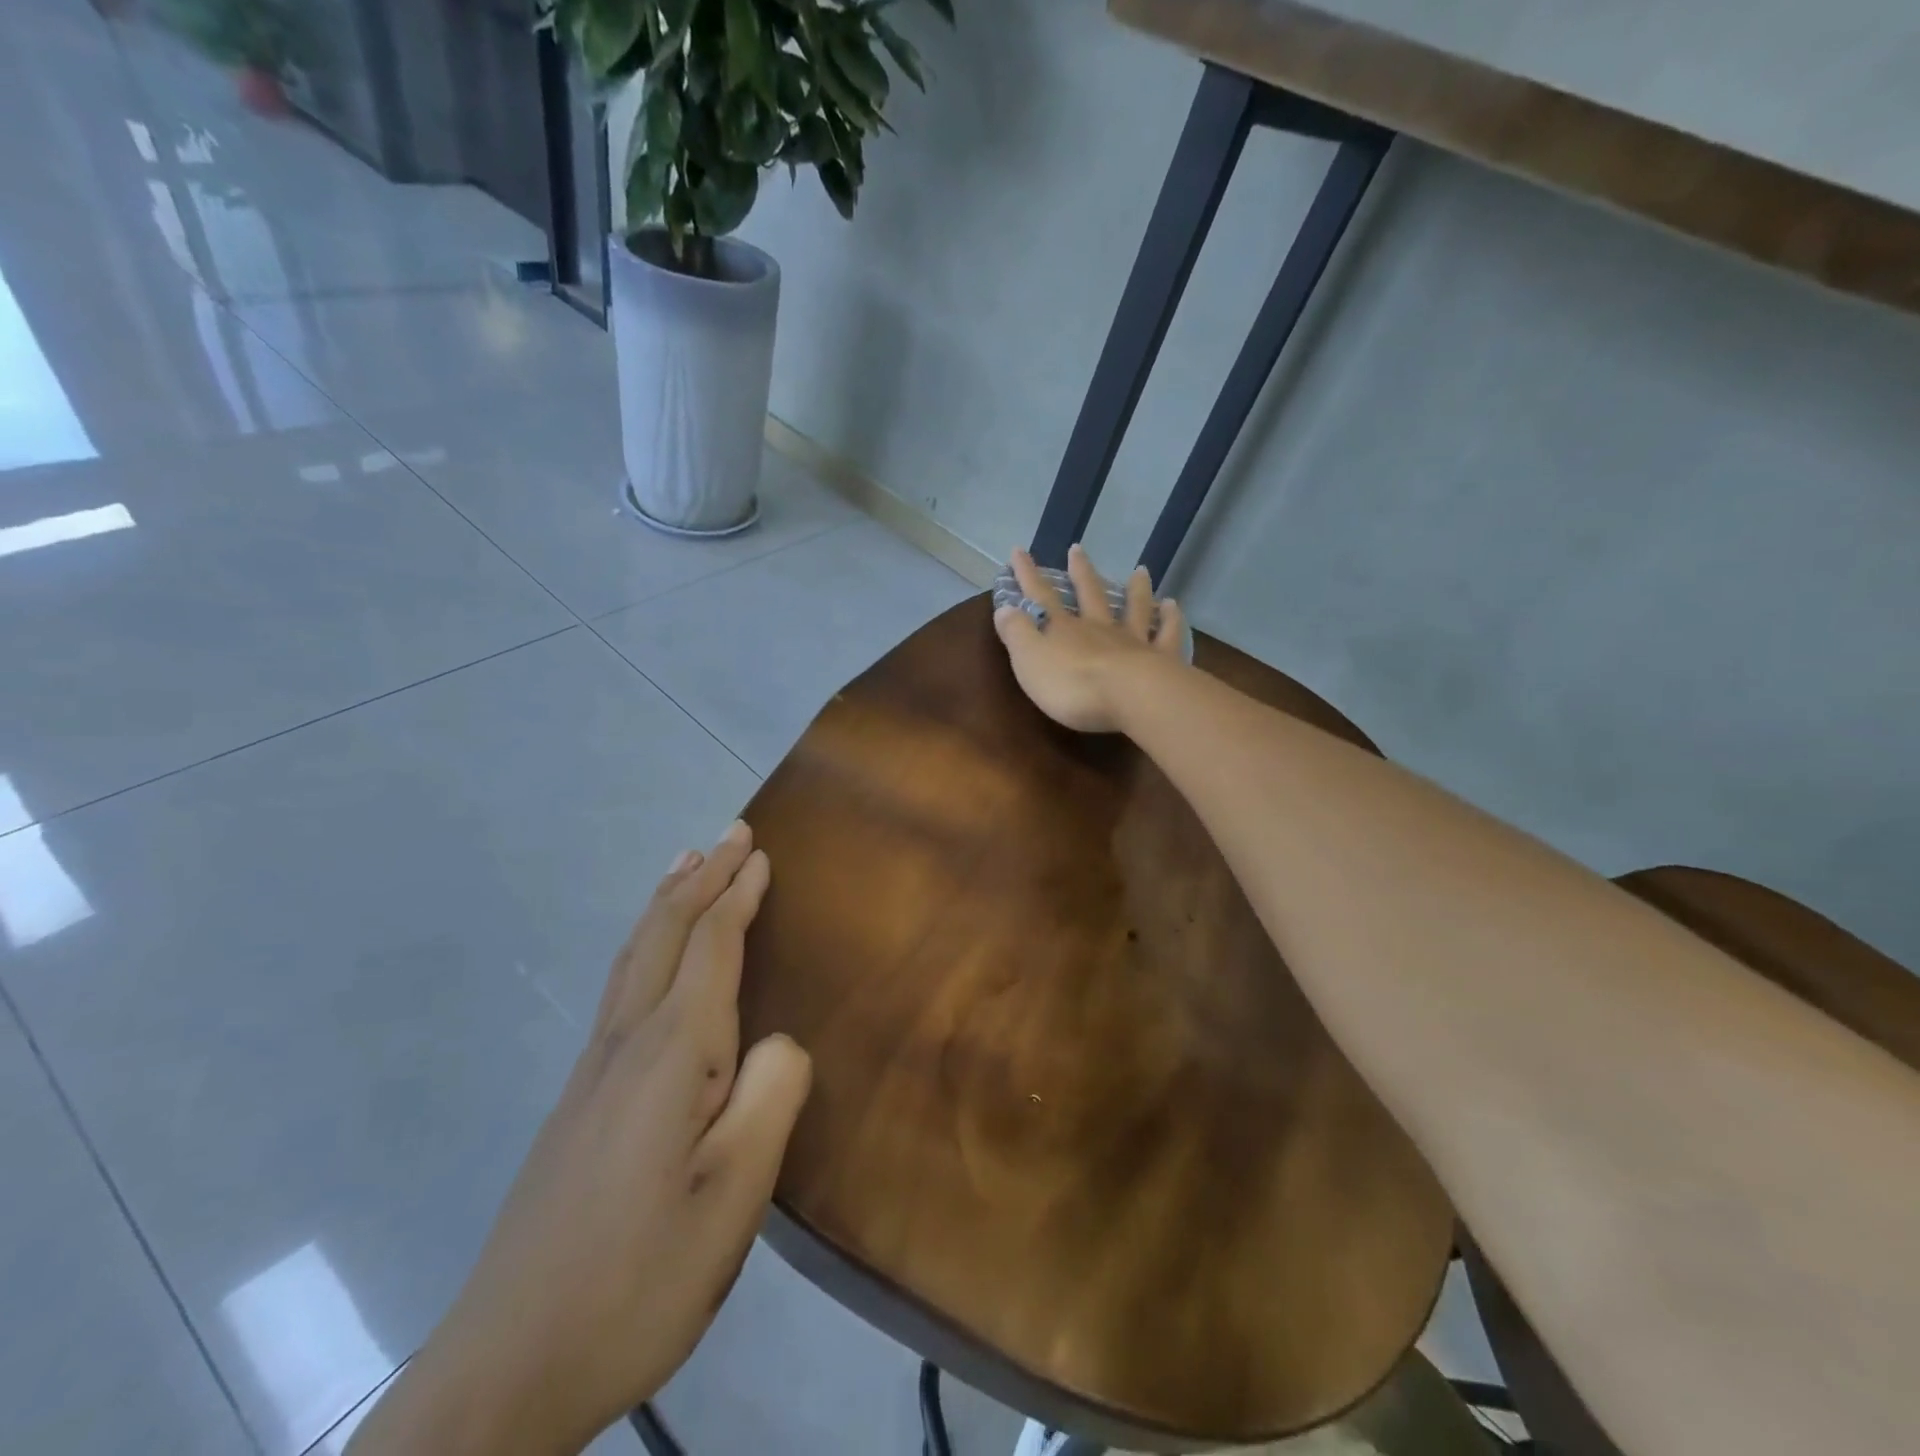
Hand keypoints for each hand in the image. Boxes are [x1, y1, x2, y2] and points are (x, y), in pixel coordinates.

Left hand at [348, 822, 811, 1455]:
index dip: (738, 895)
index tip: (759, 852)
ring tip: (684, 867)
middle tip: (730, 834)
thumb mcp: (735, 1195)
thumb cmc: (640, 1277)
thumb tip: (779, 1039)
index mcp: (672, 1054)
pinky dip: (646, 944)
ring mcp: (592, 1071)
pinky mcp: (577, 1102)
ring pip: (635, 957)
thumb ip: (771, 1096)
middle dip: (701, 878)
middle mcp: (626, 1043)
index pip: (712, 947)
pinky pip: (621, 988)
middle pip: (666, 934)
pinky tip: (649, 959)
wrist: (505, 1369)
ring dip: (666, 903)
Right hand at [993, 544, 1188, 733]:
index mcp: (1064, 630)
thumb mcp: (1029, 660)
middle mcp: (1099, 628)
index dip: (1027, 575)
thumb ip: (1017, 633)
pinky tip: (1174, 606)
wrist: (1129, 698)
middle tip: (1077, 548)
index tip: (1018, 551)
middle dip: (1081, 572)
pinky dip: (1172, 619)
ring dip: (1136, 589)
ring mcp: (1134, 641)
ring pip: (1135, 609)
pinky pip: (1168, 635)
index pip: (1040, 597)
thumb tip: (1005, 608)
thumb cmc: (1072, 685)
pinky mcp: (1162, 659)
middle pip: (1090, 594)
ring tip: (1141, 571)